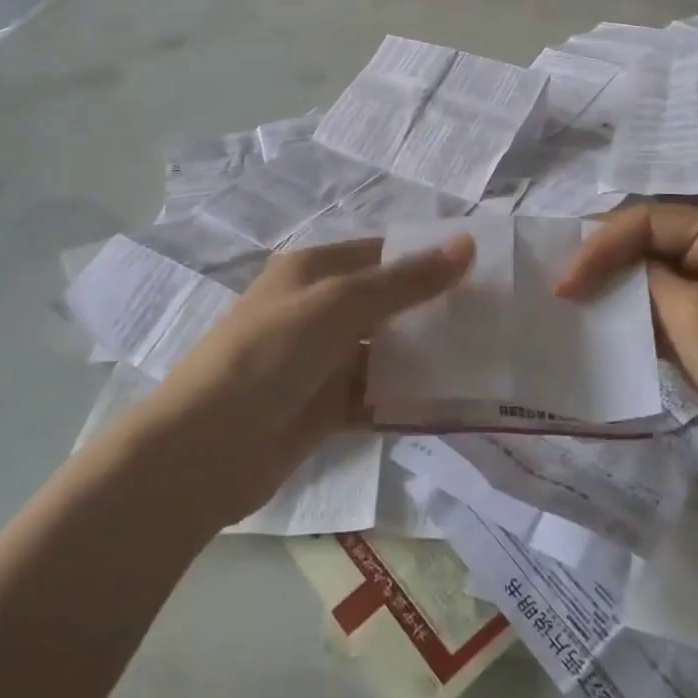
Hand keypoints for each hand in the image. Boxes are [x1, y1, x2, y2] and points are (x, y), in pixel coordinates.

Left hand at [125, 234, 474, 528]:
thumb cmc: (269, 356)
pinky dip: (406, 400)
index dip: (427, 258)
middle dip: (433, 310)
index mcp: (312, 271)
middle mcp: (317, 310)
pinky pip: (375, 397)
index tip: (482, 270)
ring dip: (425, 358)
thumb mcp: (337, 306)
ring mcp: (319, 362)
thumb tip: (466, 244)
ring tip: (484, 363)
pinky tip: (450, 408)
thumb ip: (404, 281)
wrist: (203, 452)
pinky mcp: (323, 409)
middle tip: (495, 319)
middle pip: (386, 303)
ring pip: (384, 352)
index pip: (381, 253)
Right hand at [556, 203, 697, 503]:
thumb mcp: (694, 318)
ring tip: (570, 303)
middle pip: (648, 241)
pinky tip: (602, 326)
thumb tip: (605, 271)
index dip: (600, 245)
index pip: (647, 221)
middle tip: (559, 285)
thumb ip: (644, 281)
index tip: (564, 283)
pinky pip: (663, 307)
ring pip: (651, 274)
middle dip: (603, 260)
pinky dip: (633, 314)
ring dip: (614, 287)